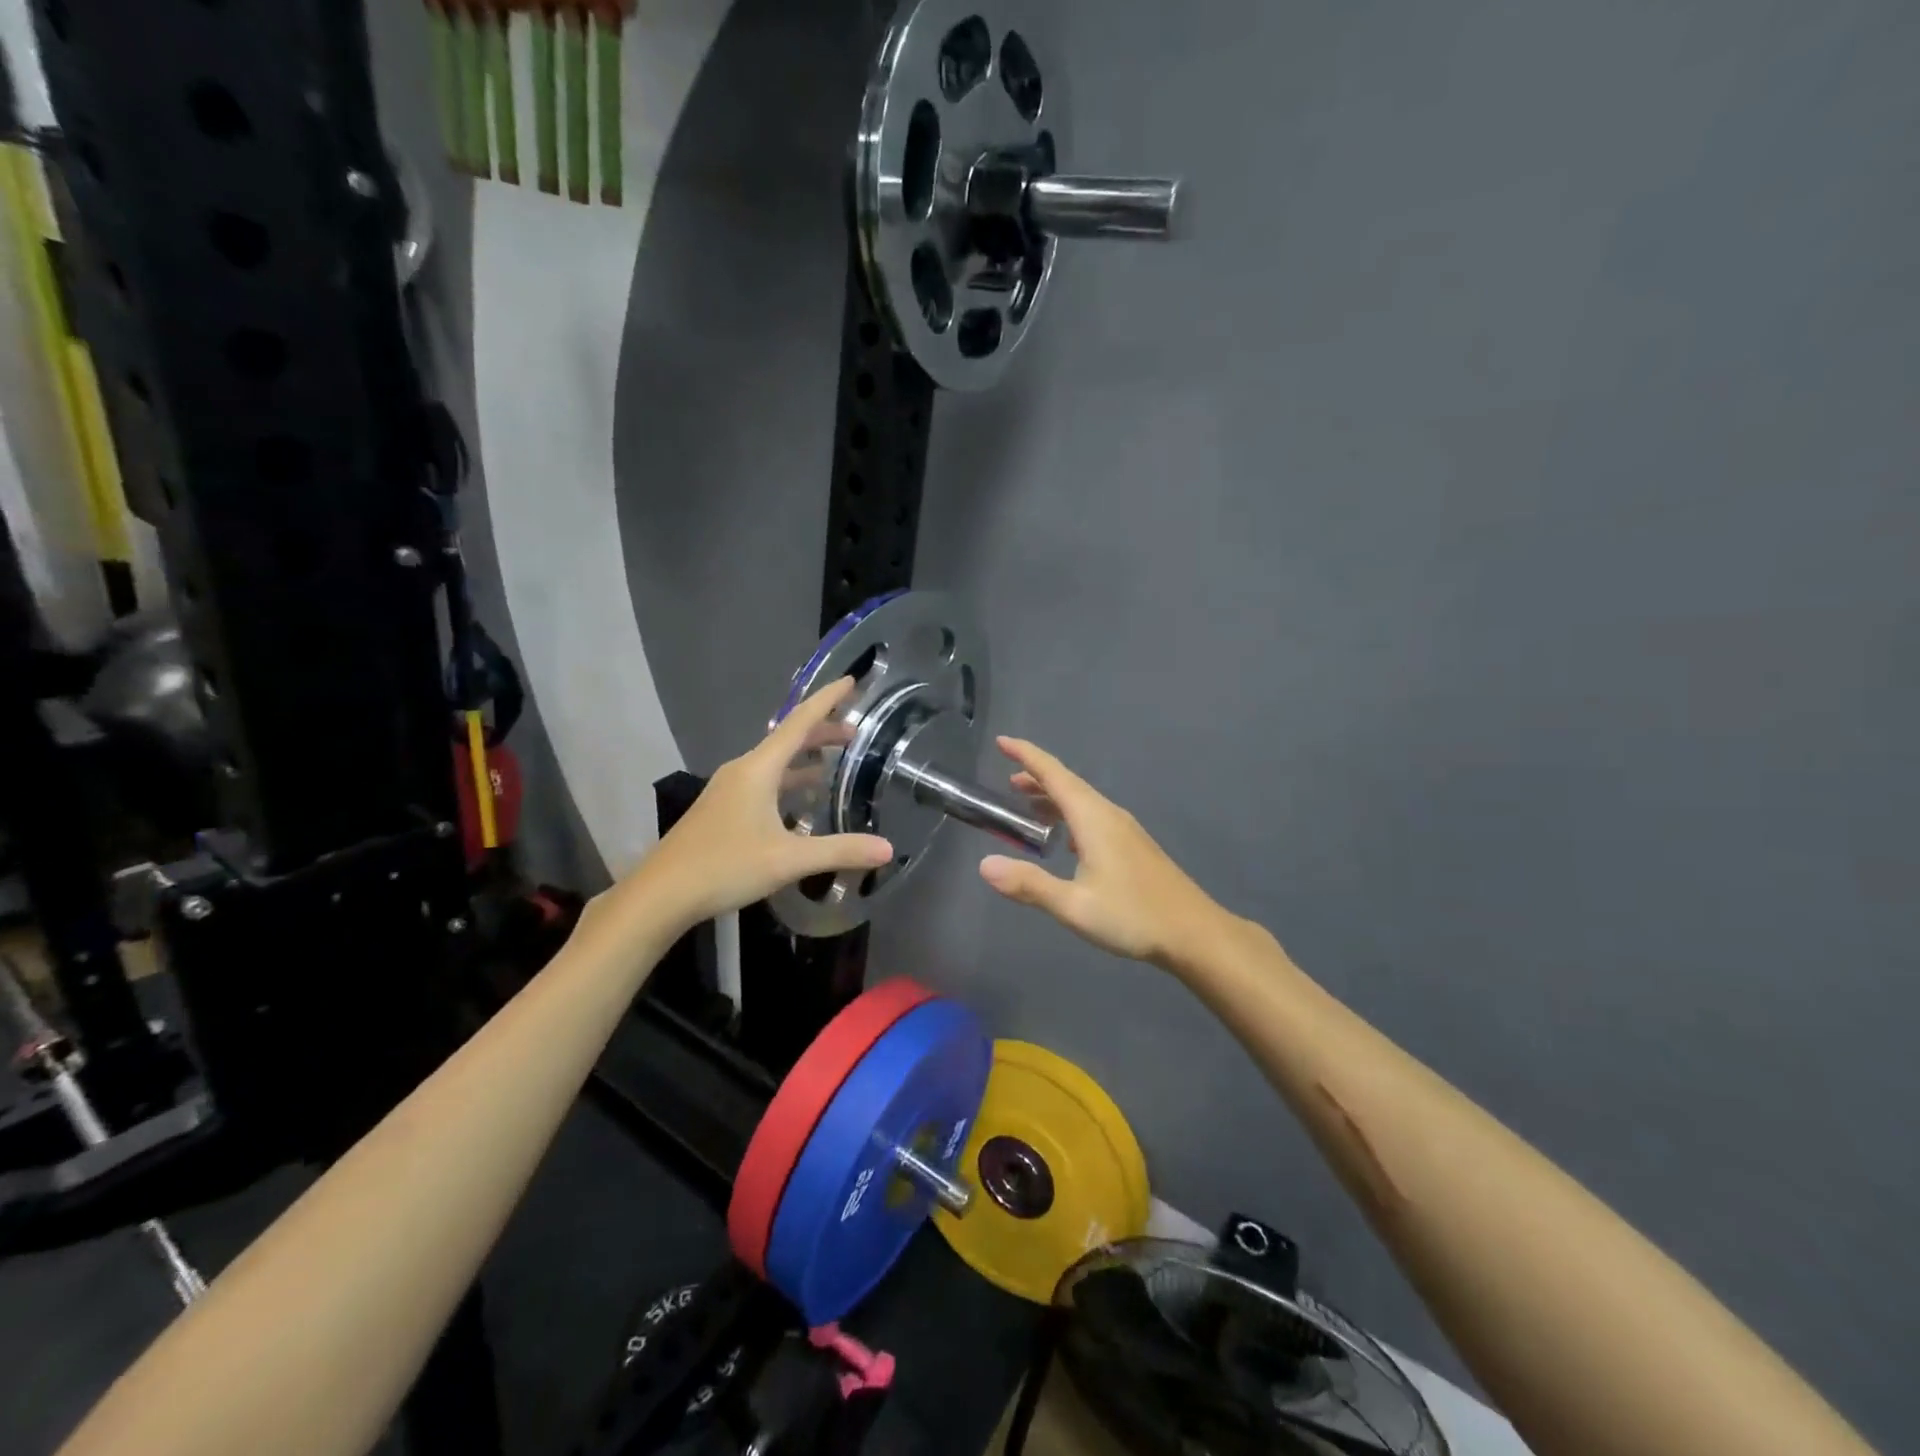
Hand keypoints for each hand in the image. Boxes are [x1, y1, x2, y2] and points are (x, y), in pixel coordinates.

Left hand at [646, 679, 892, 925]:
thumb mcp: (789, 860)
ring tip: (833, 765)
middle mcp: (742, 771)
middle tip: (856, 734)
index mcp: (758, 769)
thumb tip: (887, 848)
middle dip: (822, 733)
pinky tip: (801, 805)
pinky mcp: (722, 810)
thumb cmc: (725, 866)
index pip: (799, 722)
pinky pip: (763, 783)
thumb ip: (840, 850)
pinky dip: (788, 782)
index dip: (827, 700)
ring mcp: (728, 790)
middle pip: (787, 740)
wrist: (661, 894)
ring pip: (774, 764)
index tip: (851, 680)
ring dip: (804, 760)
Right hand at [979, 738, 1224, 967]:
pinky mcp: (1133, 846)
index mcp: (1093, 819)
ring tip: (1028, 805)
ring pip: (1082, 801)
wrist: (1194, 933)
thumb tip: (984, 865)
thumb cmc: (1133, 916)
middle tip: (1008, 779)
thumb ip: (1029, 884)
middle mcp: (1109, 815)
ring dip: (1054, 797)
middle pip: (1068, 784)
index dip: (1027, 756)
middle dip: (1037, 776)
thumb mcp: (1074, 906)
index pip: (1054, 775)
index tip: (1003, 741)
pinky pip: (1093, 816)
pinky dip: (1070, 815)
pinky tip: (1065, 839)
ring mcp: (1125, 830)